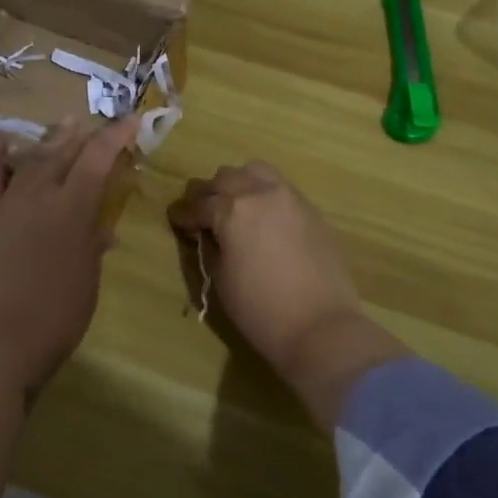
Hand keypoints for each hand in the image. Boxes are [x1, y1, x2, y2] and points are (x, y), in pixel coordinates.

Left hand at [0, 115, 139, 397]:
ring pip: (30, 159)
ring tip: (63, 124)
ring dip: (49, 140)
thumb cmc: (54, 317)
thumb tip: (102, 231)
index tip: (131, 119)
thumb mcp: (87, 282)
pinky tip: (1, 144)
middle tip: (94, 124)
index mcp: (74, 209)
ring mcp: (7, 203)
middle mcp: (40, 195)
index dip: (116, 135)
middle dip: (83, 135)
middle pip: (64, 153)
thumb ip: (92, 247)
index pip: (98, 158)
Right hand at [169, 162, 408, 429]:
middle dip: (210, 194)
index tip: (177, 221)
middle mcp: (260, 192)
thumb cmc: (260, 309)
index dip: (183, 214)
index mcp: (232, 210)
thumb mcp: (221, 278)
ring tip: (236, 208)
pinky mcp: (311, 209)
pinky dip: (265, 194)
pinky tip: (263, 218)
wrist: (320, 326)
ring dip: (240, 184)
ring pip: (255, 172)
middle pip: (225, 177)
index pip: (198, 204)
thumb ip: (210, 246)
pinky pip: (281, 188)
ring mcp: (290, 197)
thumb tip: (207, 232)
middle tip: (204, 216)